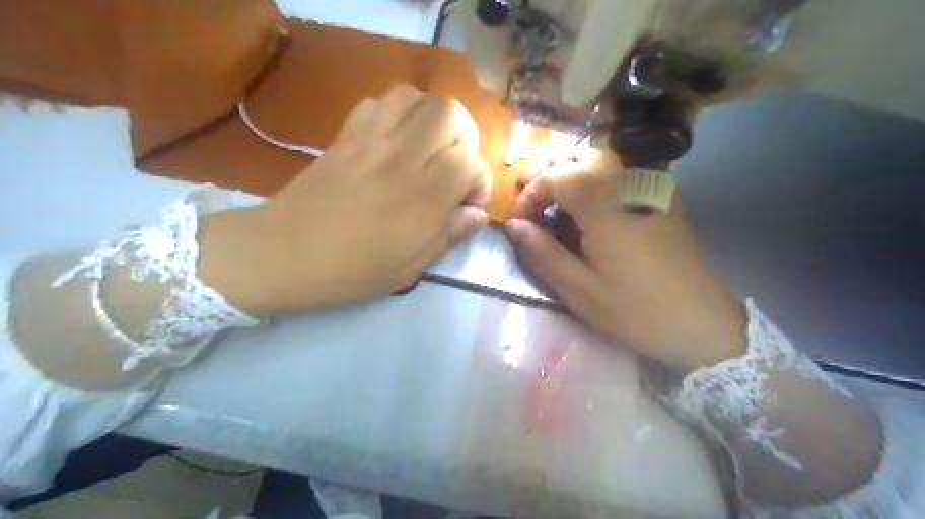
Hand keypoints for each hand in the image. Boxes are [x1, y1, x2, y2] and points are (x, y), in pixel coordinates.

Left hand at [201, 85, 491, 314]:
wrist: (284, 252)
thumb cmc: (352, 269)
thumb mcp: (410, 267)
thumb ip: (450, 235)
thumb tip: (478, 214)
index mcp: (422, 197)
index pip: (469, 162)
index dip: (479, 182)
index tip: (468, 205)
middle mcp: (402, 158)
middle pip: (451, 114)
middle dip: (465, 138)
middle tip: (454, 167)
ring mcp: (372, 139)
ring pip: (419, 98)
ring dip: (435, 120)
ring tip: (430, 149)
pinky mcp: (348, 133)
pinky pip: (384, 101)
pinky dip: (402, 112)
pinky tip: (398, 140)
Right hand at [503, 152, 745, 370]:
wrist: (701, 322)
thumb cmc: (636, 311)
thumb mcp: (580, 291)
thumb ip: (543, 253)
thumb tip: (514, 225)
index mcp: (605, 208)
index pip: (557, 175)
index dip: (532, 193)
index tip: (521, 222)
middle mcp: (628, 186)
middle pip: (581, 155)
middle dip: (548, 171)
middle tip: (532, 200)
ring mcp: (650, 188)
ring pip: (602, 158)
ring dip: (571, 171)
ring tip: (555, 201)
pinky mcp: (661, 198)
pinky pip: (622, 172)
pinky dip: (595, 178)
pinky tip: (589, 205)